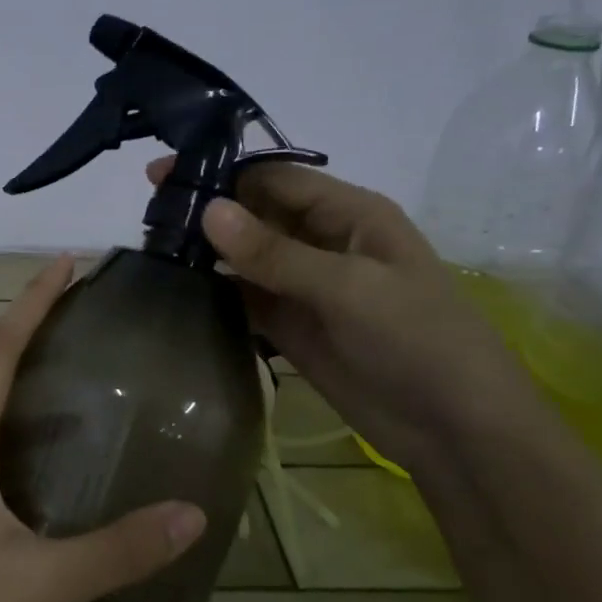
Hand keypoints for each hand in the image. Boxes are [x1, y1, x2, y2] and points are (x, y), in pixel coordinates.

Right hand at [148, 157, 542, 472]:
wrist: (454, 430)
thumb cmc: (418, 340)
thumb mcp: (349, 288)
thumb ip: (275, 253)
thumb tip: (208, 210)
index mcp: (348, 215)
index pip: (273, 179)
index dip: (220, 173)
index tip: (163, 172)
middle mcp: (322, 242)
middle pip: (254, 215)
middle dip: (206, 210)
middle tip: (147, 213)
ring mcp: (304, 286)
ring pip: (244, 257)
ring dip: (205, 251)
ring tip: (150, 247)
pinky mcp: (290, 326)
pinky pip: (244, 298)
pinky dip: (214, 292)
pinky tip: (175, 289)